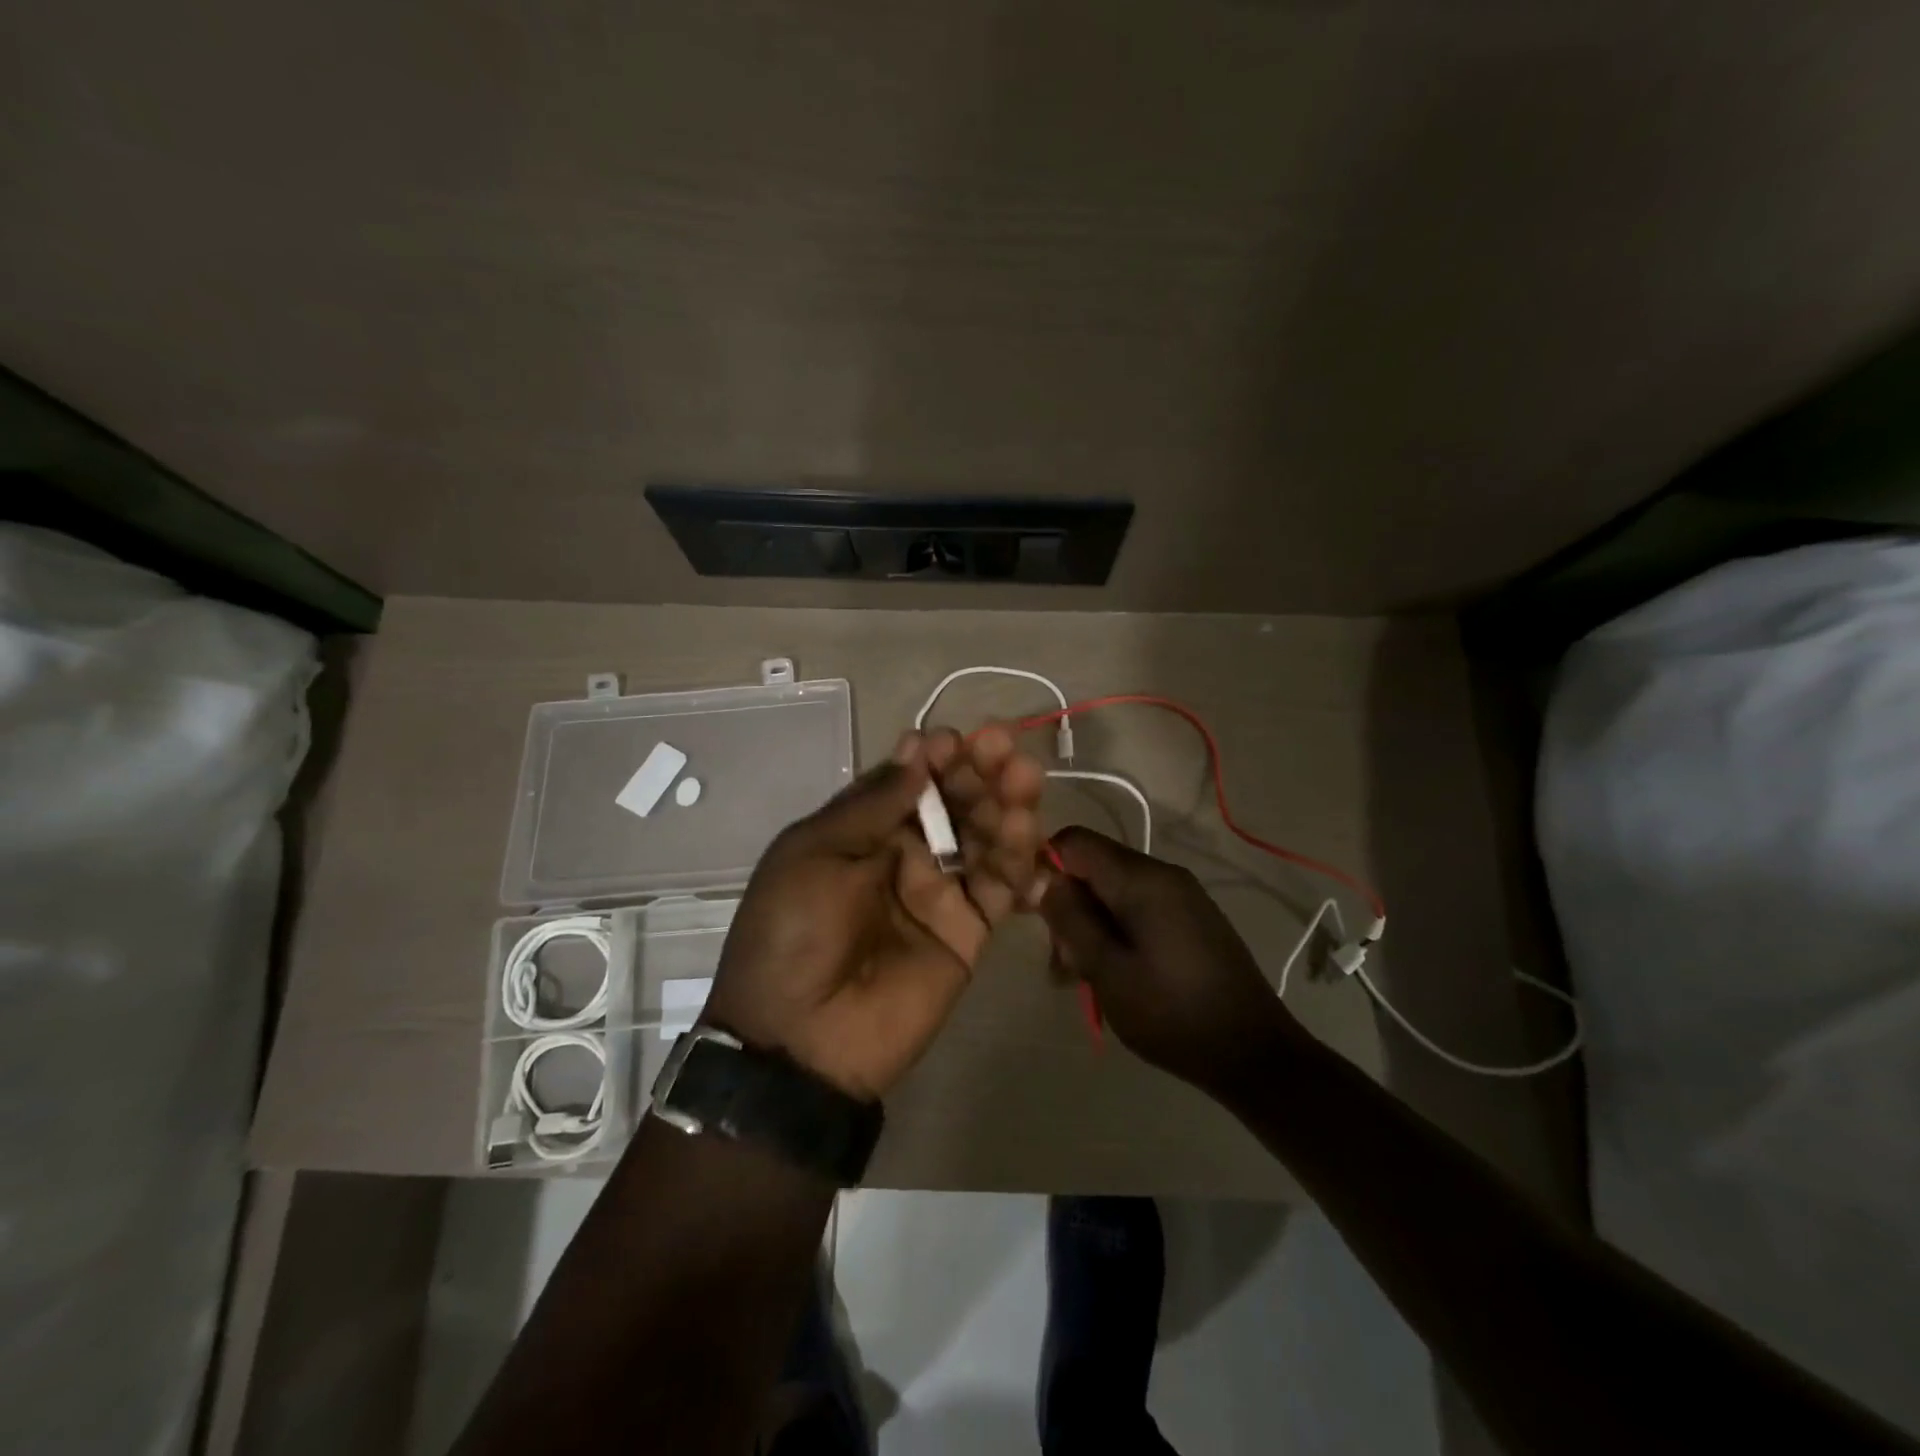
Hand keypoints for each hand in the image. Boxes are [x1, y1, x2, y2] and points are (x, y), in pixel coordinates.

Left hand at [703, 727, 1046, 1100]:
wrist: (800, 1038)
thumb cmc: (793, 931)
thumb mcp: (815, 853)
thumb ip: (872, 804)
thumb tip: (916, 749)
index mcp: (861, 833)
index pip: (910, 782)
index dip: (934, 758)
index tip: (953, 740)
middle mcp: (905, 855)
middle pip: (954, 804)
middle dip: (978, 772)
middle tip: (1004, 747)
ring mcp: (940, 893)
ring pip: (984, 838)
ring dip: (1006, 805)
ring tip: (1024, 780)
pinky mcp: (969, 932)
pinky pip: (1001, 888)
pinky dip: (1020, 860)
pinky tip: (1031, 830)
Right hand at [1037, 826, 1300, 1093]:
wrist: (1255, 1053)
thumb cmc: (1173, 1013)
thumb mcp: (1108, 970)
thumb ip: (1071, 919)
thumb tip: (1043, 879)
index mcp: (1142, 879)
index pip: (1075, 841)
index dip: (1044, 866)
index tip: (1031, 911)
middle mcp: (1163, 874)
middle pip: (1094, 868)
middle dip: (1067, 907)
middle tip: (1060, 963)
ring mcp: (1181, 896)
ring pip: (1113, 893)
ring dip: (1089, 927)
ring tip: (1080, 979)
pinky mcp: (1190, 919)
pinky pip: (1138, 909)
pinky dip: (1115, 933)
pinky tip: (1112, 975)